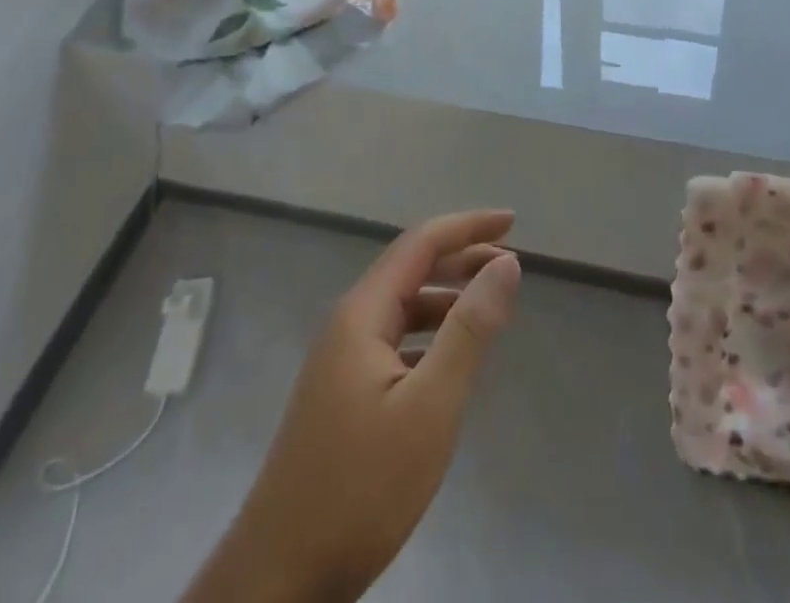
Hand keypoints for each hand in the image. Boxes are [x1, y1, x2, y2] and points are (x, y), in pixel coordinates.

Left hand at [184, 211, 521, 602]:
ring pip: (402, 307)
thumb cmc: (360, 489)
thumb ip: (469, 330)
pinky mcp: (341, 397)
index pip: (421, 243)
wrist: (277, 581)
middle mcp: (348, 325)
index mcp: (363, 314)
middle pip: (410, 269)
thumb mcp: (430, 408)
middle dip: (461, 257)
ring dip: (446, 296)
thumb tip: (506, 262)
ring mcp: (340, 362)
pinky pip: (394, 341)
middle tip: (510, 262)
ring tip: (489, 304)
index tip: (512, 223)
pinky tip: (449, 358)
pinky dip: (429, 333)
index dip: (468, 226)